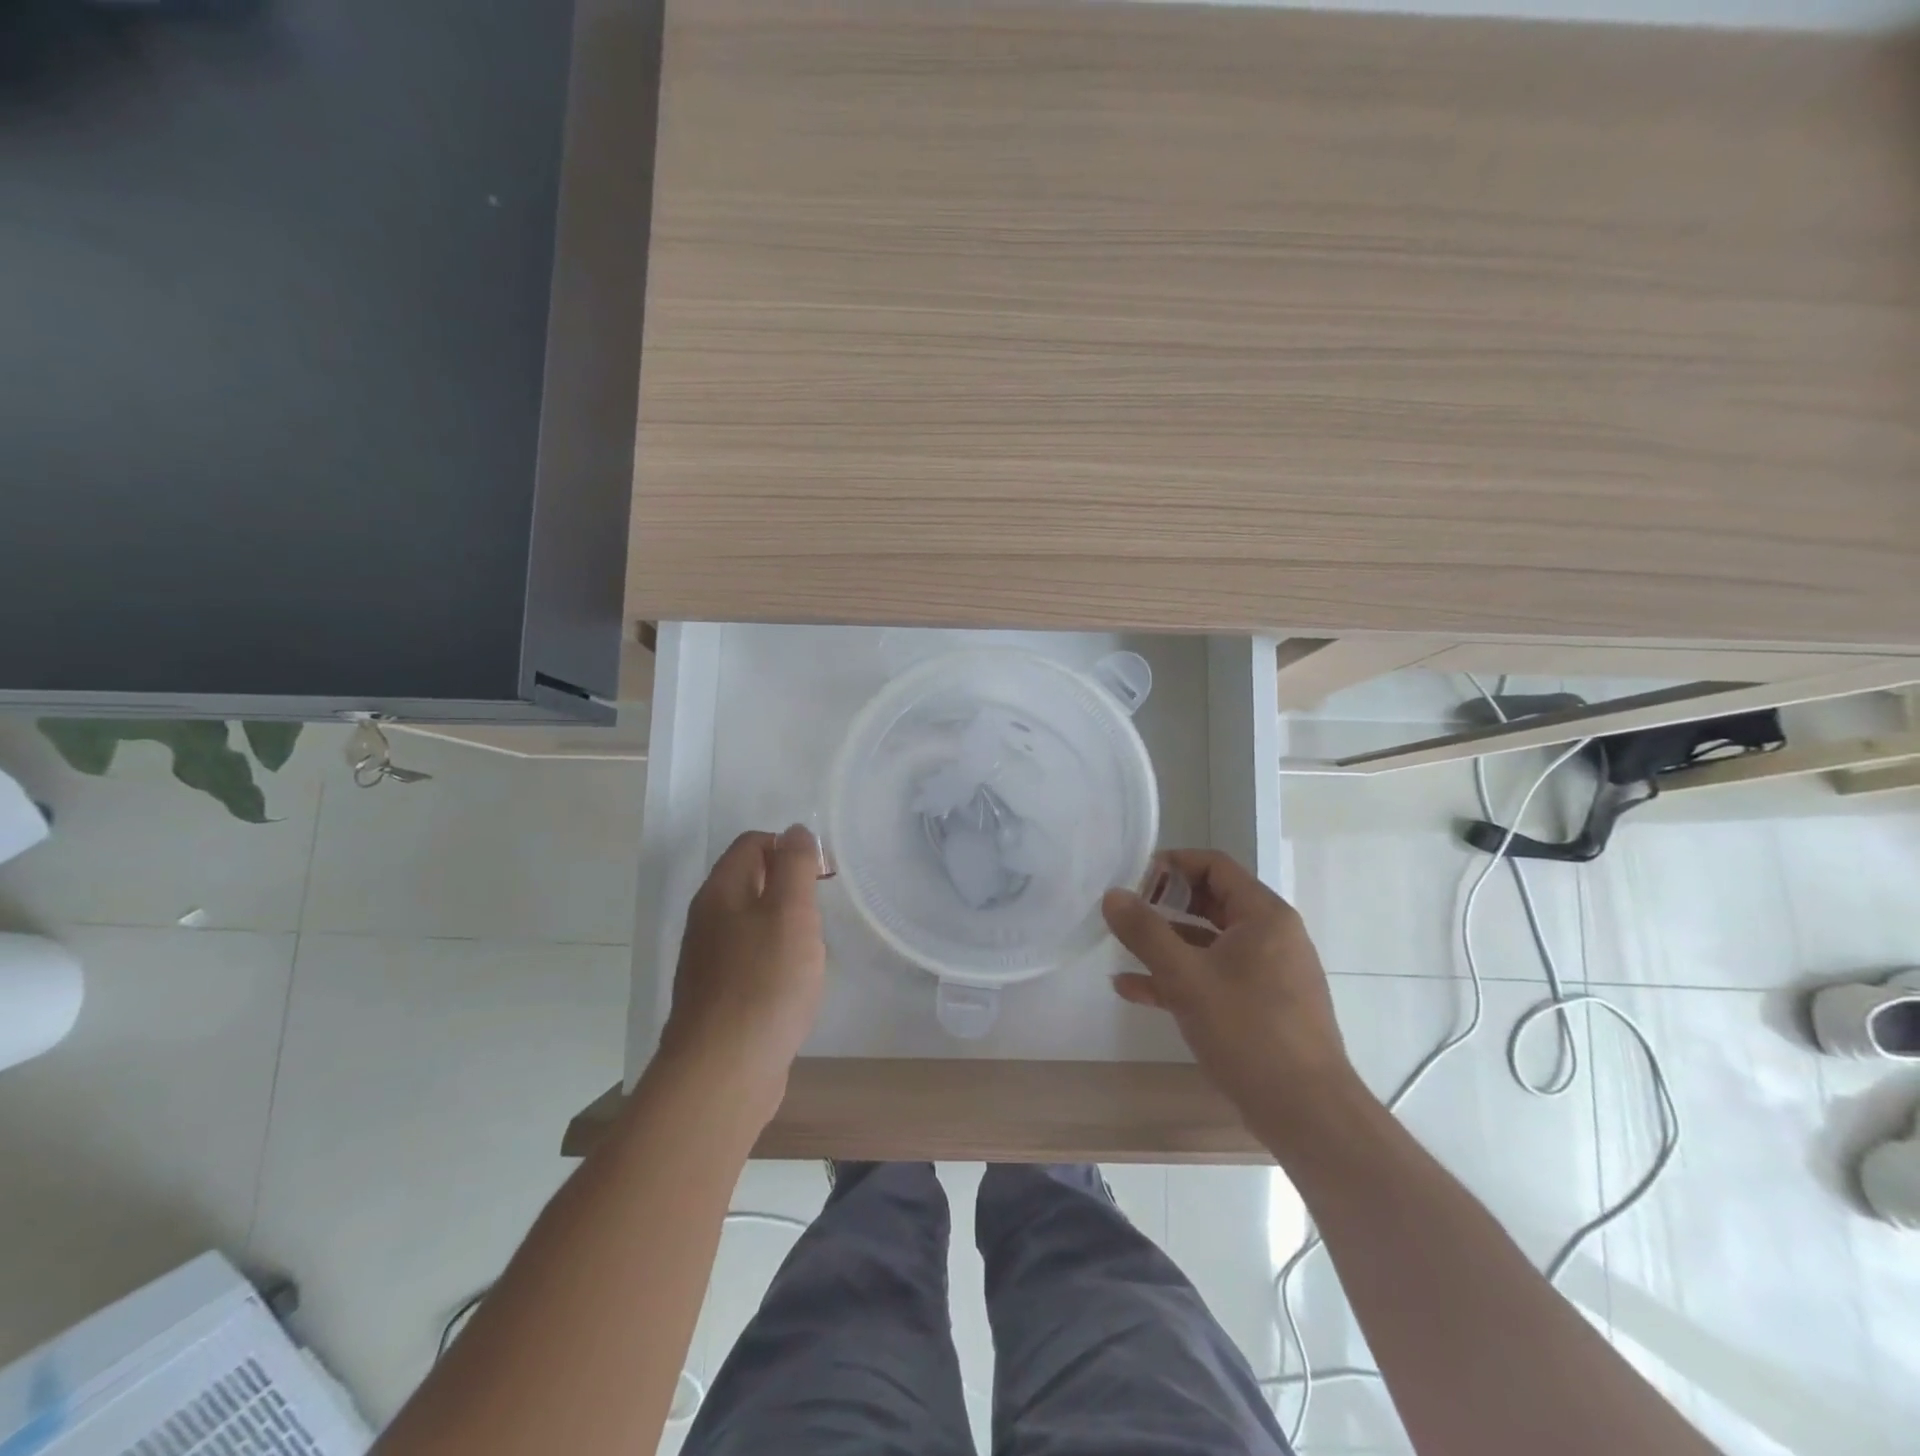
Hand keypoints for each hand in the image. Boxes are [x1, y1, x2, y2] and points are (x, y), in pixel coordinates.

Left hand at [657, 826, 826, 1121]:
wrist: (723, 1072)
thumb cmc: (764, 982)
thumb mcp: (790, 912)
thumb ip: (795, 865)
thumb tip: (795, 831)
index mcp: (720, 893)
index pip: (752, 843)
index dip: (789, 847)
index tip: (821, 875)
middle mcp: (707, 921)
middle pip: (749, 881)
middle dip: (789, 887)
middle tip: (819, 913)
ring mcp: (709, 962)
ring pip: (751, 923)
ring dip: (784, 925)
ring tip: (811, 950)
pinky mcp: (718, 998)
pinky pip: (750, 960)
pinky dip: (775, 960)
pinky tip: (793, 985)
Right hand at [1103, 850, 1355, 1119]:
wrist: (1307, 1114)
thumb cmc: (1248, 1031)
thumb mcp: (1186, 977)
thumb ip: (1145, 933)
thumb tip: (1113, 895)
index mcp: (1264, 916)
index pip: (1215, 866)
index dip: (1172, 865)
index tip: (1134, 879)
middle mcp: (1271, 936)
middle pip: (1211, 903)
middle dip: (1165, 906)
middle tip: (1125, 912)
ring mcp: (1269, 974)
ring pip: (1210, 944)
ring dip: (1166, 945)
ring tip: (1122, 950)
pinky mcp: (1262, 1007)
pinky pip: (1215, 977)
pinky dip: (1180, 978)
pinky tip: (1134, 990)